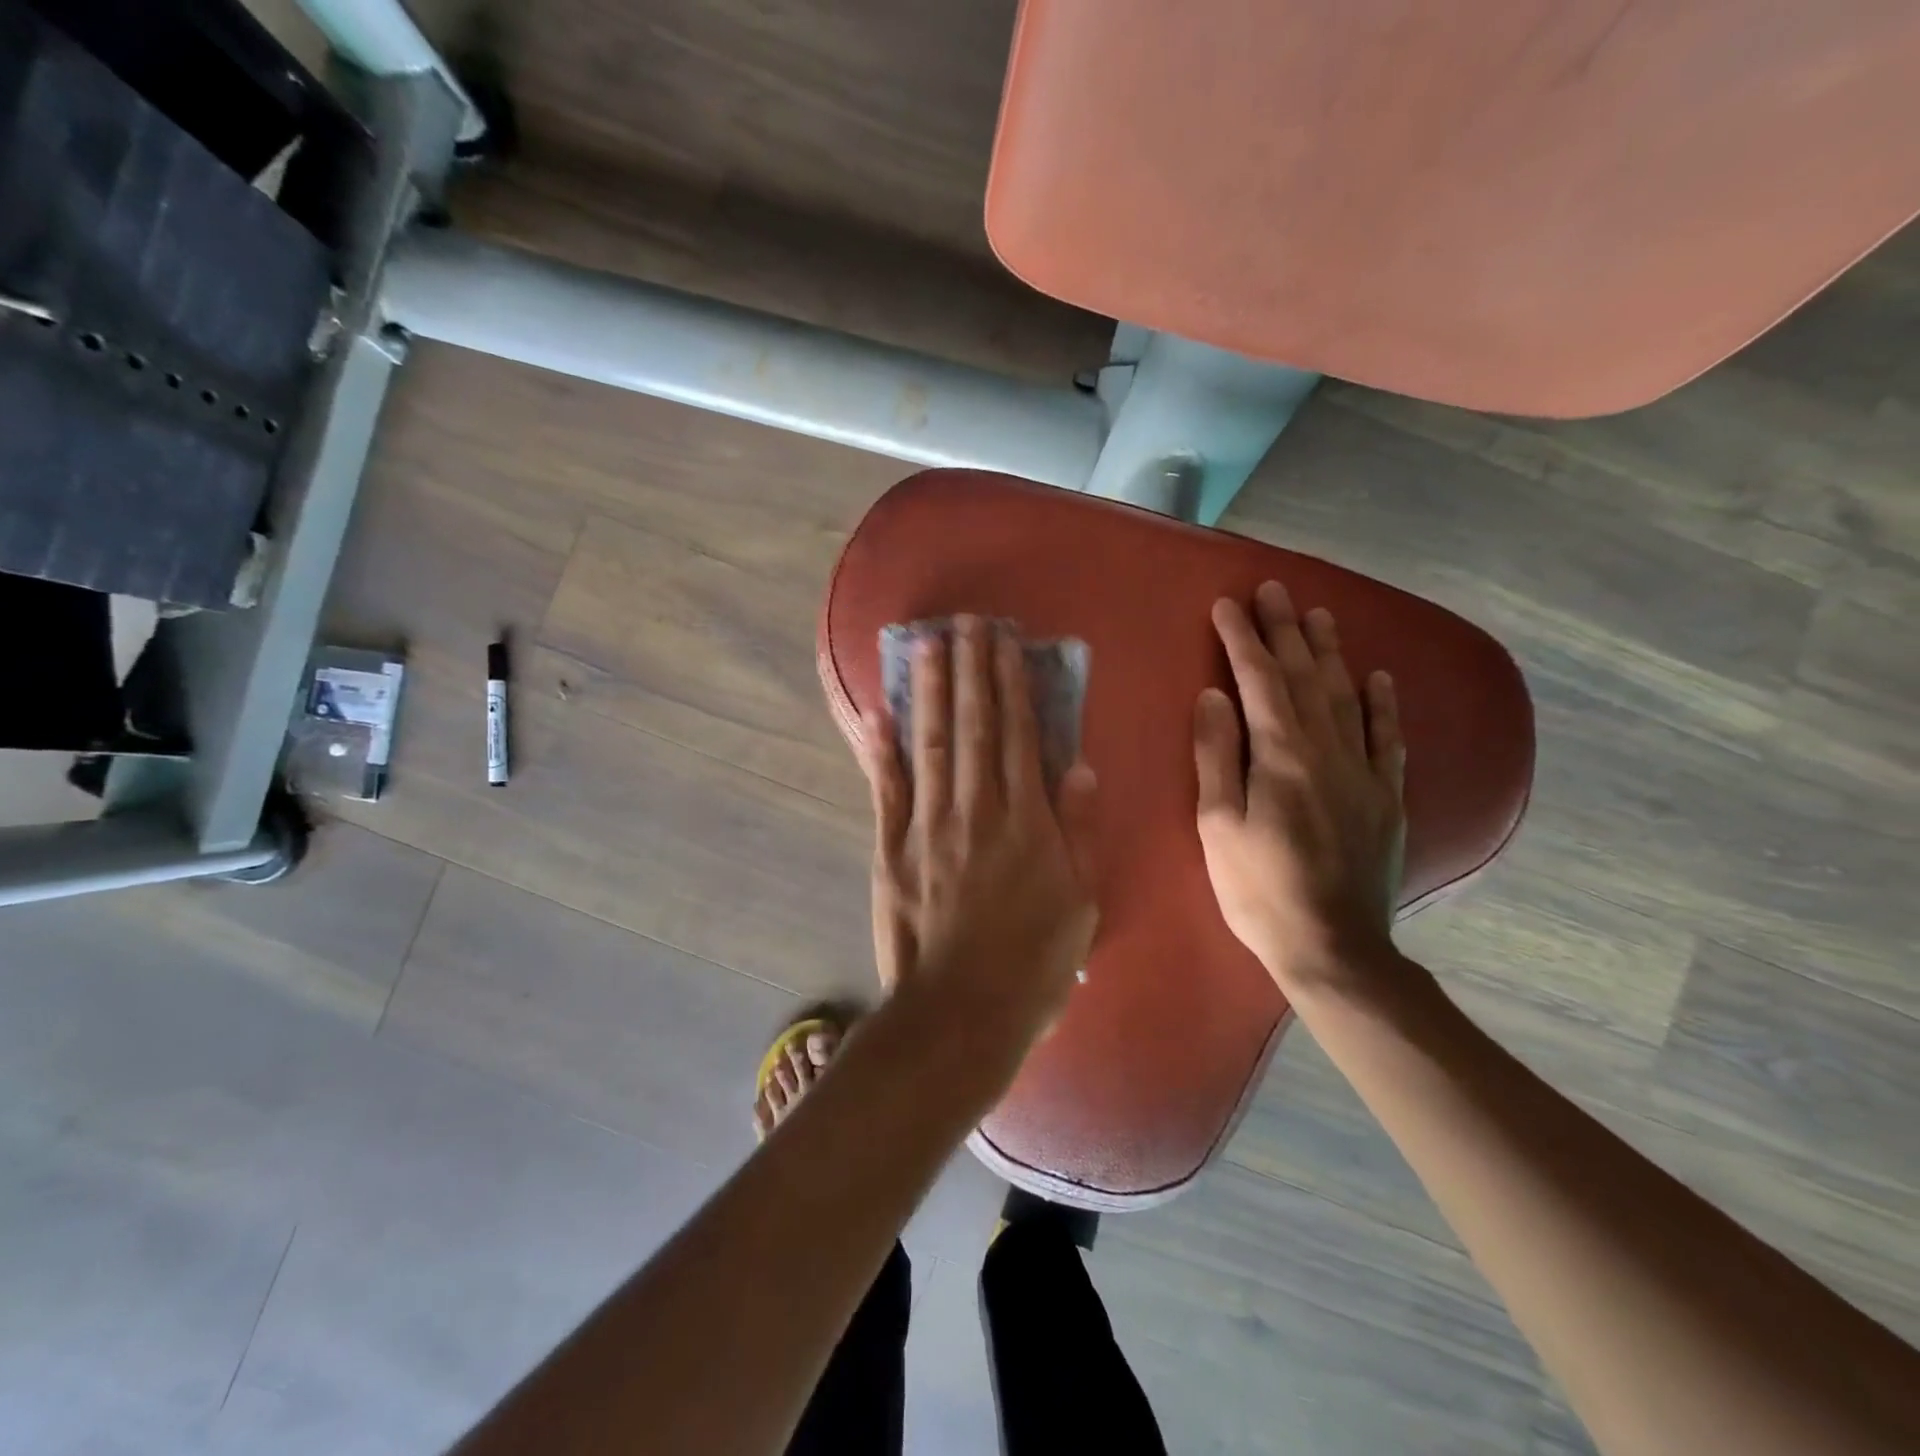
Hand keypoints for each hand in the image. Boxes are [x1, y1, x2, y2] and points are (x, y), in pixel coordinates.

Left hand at [857, 616, 1098, 1048]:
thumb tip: (1078, 766)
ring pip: (931, 745)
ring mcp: (928, 826)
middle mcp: (975, 808)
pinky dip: (881, 752)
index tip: (1005, 643)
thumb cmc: (1034, 960)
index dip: (1012, 684)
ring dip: (929, 693)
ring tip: (927, 647)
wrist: (962, 1011)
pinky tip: (877, 715)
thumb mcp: (1081, 899)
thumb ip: (1079, 829)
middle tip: (965, 624)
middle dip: (970, 671)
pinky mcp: (892, 849)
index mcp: (1025, 819)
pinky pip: (886, 791)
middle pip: (972, 727)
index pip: (1018, 735)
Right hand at [1194, 582, 1406, 994]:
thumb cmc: (1257, 888)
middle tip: (1274, 589)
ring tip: (1319, 614)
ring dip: (1331, 652)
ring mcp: (1363, 772)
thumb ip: (1217, 755)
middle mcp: (1327, 750)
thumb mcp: (1217, 825)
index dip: (1242, 639)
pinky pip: (1387, 737)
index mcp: (1281, 756)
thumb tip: (1214, 695)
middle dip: (1285, 630)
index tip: (1227, 604)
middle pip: (1305, 676)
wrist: (1332, 946)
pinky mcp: (1386, 796)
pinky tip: (1378, 677)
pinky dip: (1383, 703)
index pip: (1259, 681)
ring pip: (1347, 696)